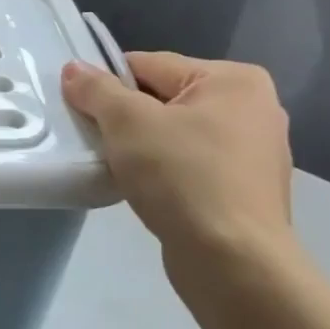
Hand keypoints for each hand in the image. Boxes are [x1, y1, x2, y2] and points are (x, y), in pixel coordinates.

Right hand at [61, 52, 298, 284]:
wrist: (233, 263)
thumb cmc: (183, 177)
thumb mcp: (127, 122)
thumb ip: (96, 89)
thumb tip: (74, 68)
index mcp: (233, 80)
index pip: (148, 65)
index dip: (108, 85)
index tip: (82, 111)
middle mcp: (253, 108)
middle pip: (162, 98)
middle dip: (126, 117)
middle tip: (97, 140)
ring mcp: (254, 152)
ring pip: (174, 133)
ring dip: (142, 146)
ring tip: (118, 166)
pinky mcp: (246, 189)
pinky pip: (189, 164)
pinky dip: (163, 170)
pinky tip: (145, 188)